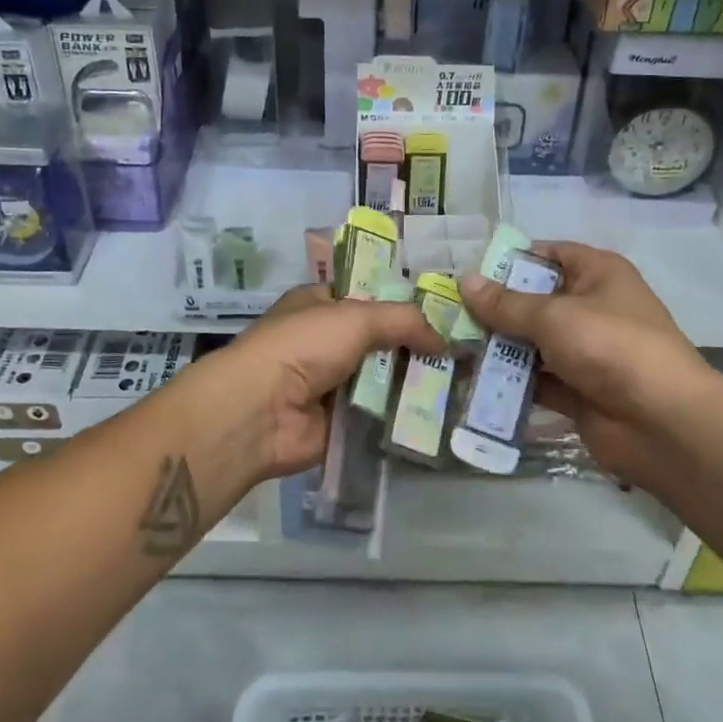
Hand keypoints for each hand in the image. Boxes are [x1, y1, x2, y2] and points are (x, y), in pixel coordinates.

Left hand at [191, 285, 440, 486]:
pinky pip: (377, 416)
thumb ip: (404, 321)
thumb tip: (444, 339)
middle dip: (414, 347)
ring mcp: (330, 385)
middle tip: (461, 353)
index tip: (444, 314)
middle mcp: (323, 342)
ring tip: (461, 385)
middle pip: (379, 341)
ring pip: (381, 380)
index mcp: (319, 305)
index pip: (367, 298)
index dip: (402, 304)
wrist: (260, 412)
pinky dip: (401, 417)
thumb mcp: (357, 317)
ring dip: (412, 384)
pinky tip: (438, 416)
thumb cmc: (303, 346)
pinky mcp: (338, 423)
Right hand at [460, 242, 710, 491]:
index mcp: (598, 274)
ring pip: (533, 343)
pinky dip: (510, 382)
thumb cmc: (610, 346)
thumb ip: (506, 304)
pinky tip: (472, 381)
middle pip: (536, 301)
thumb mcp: (554, 316)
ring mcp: (586, 352)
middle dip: (496, 308)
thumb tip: (465, 281)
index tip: (470, 273)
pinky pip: (537, 380)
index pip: (550, 254)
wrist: (663, 423)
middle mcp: (593, 307)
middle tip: (449, 313)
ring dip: (499, 347)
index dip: (512, 260)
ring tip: (451, 346)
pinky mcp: (578, 391)